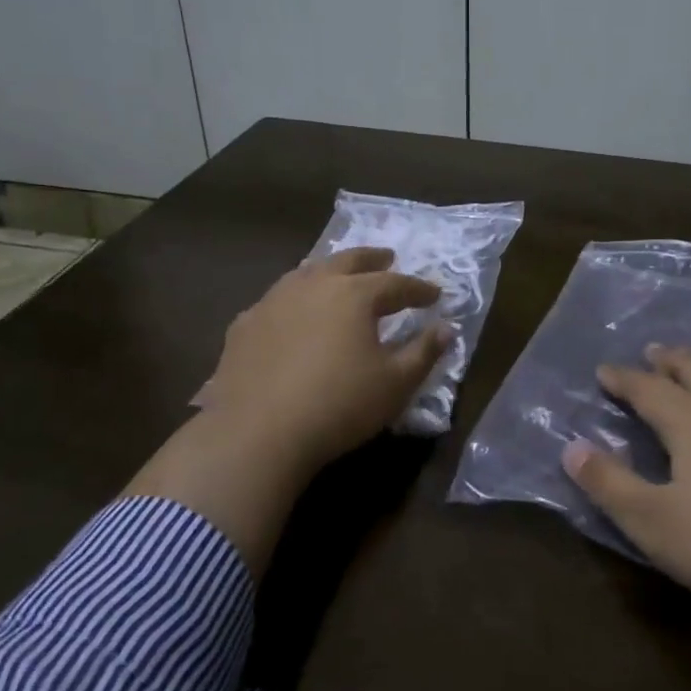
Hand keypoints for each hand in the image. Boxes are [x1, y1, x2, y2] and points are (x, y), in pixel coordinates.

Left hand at [198, 245, 450, 470]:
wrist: (257, 433)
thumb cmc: (339, 405)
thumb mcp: (396, 384)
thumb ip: (424, 352)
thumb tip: (446, 328)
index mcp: (354, 294)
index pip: (395, 283)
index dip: (418, 289)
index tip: (435, 294)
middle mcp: (313, 285)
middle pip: (348, 261)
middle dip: (372, 259)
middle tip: (387, 258)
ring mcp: (273, 301)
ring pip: (307, 273)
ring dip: (330, 270)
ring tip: (339, 276)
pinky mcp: (244, 325)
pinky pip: (276, 300)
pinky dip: (294, 299)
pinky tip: (292, 313)